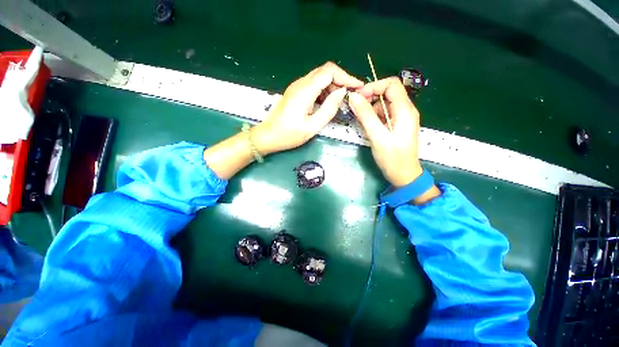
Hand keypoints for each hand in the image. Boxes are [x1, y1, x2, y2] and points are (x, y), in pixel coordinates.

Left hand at [252, 62, 363, 154]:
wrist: (268, 136)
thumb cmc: (289, 134)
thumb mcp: (312, 126)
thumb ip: (329, 109)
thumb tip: (341, 93)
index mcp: (305, 90)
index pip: (329, 72)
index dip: (346, 77)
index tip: (357, 87)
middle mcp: (300, 84)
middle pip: (325, 72)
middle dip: (341, 81)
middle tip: (351, 95)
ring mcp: (297, 87)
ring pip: (319, 78)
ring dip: (332, 86)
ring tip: (341, 101)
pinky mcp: (295, 93)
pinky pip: (313, 86)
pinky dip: (324, 91)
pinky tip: (328, 103)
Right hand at [348, 77, 422, 186]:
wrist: (403, 175)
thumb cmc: (392, 158)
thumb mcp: (377, 136)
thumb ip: (366, 116)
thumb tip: (353, 97)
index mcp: (405, 110)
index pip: (391, 84)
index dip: (373, 87)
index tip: (358, 98)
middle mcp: (405, 110)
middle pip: (388, 92)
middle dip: (370, 96)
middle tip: (356, 108)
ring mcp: (401, 117)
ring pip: (385, 103)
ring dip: (371, 107)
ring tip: (360, 119)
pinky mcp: (397, 125)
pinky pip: (384, 114)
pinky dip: (374, 116)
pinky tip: (367, 125)